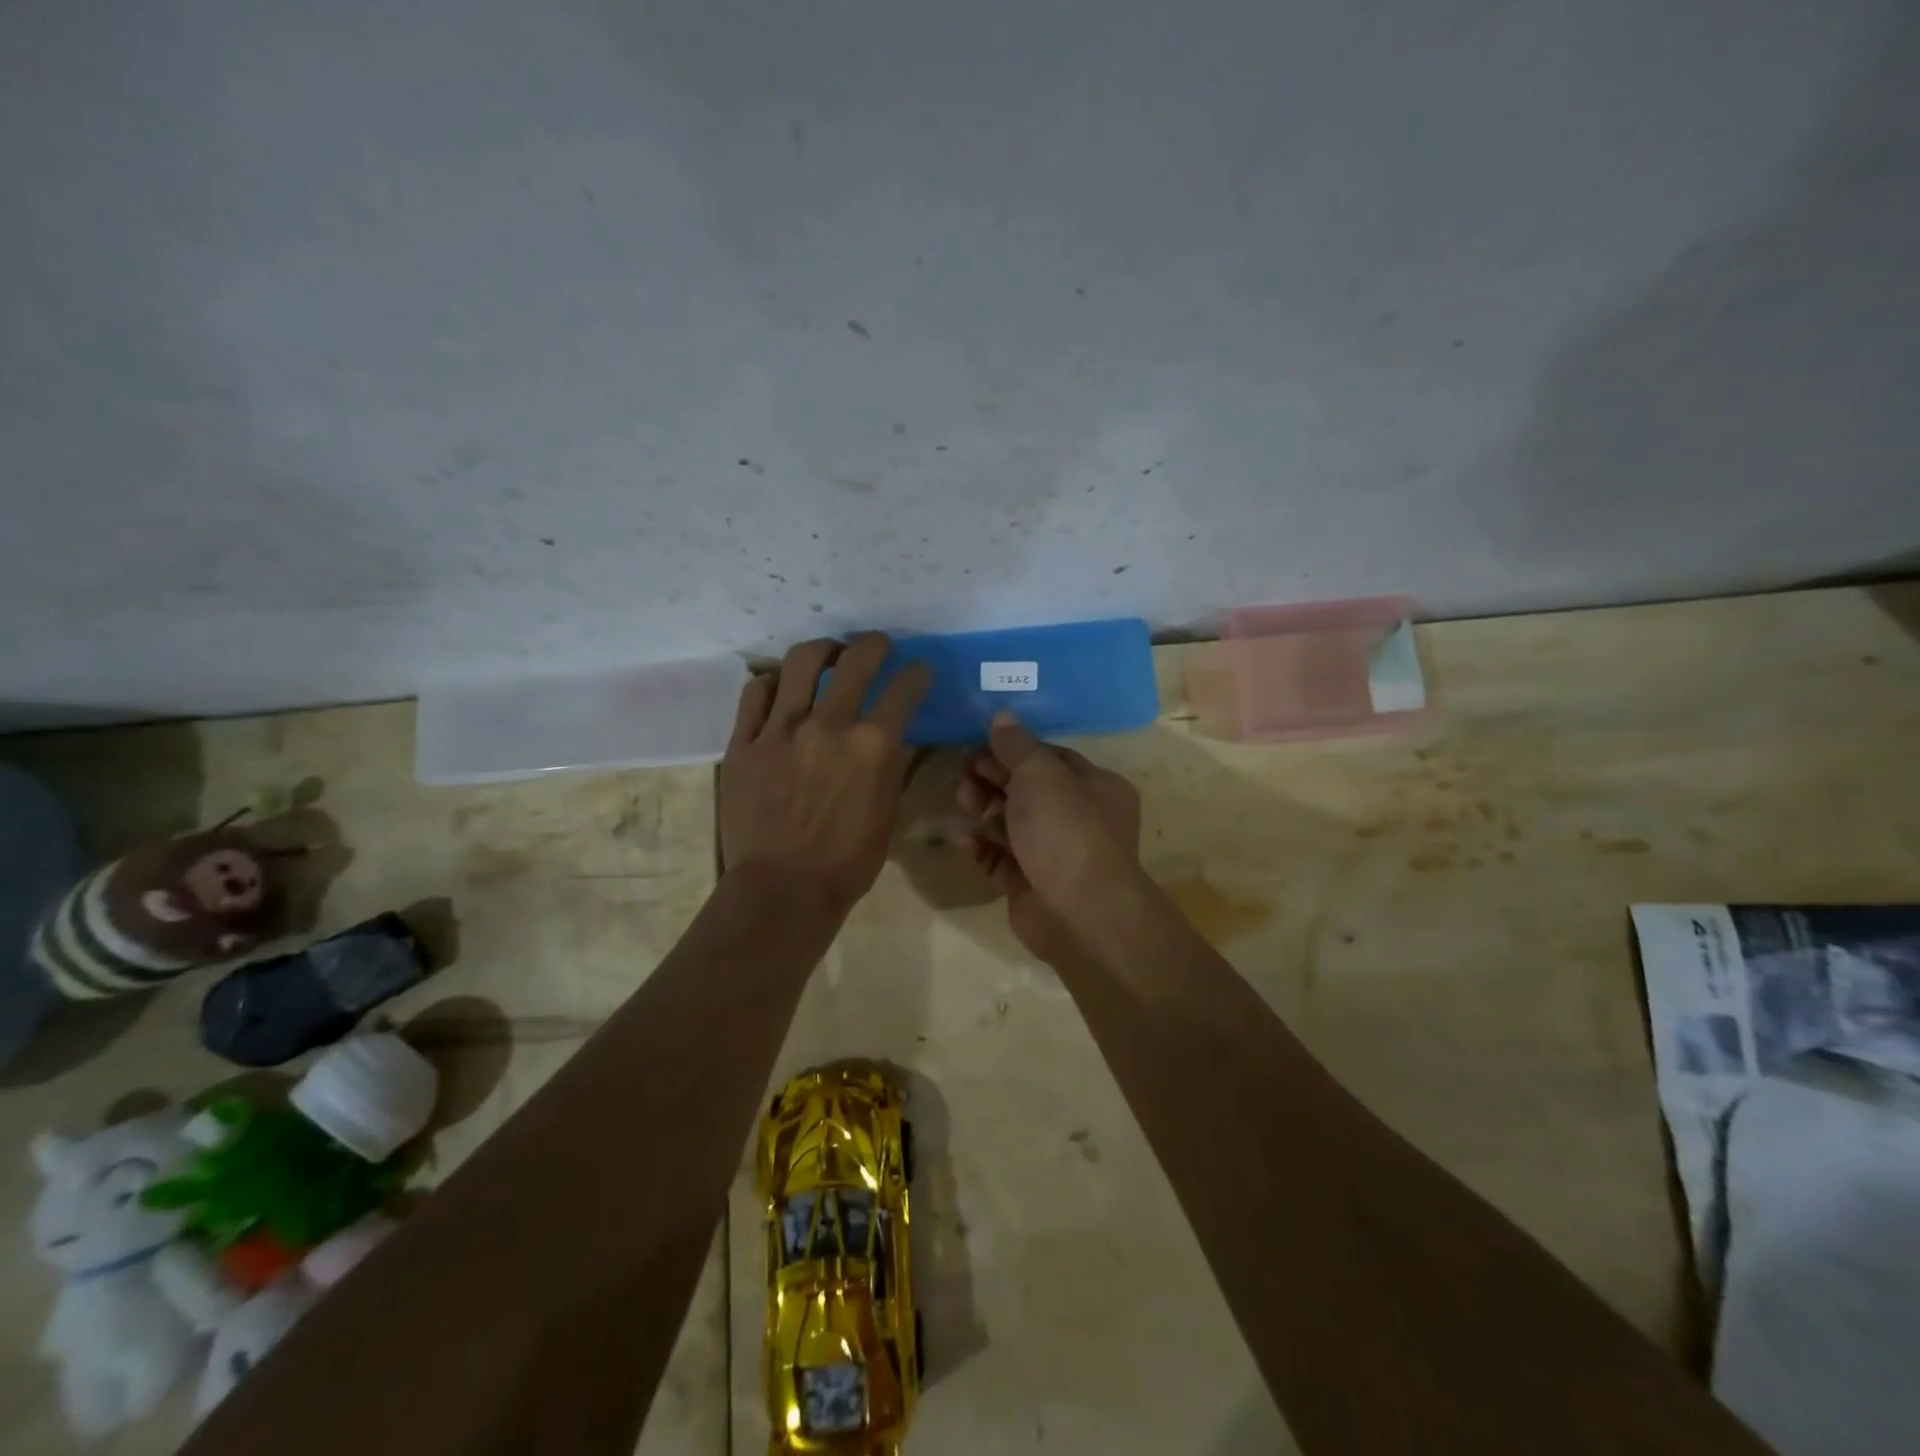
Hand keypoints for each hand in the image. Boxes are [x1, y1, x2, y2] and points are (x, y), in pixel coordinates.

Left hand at [721, 634, 929, 914]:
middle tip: (877, 646)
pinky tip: (782, 688)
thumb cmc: (847, 861)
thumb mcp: (888, 813)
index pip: (904, 688)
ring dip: (822, 650)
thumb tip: (901, 736)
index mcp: (872, 745)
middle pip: (856, 659)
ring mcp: (781, 729)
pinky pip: (757, 692)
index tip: (918, 671)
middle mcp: (829, 724)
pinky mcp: (745, 741)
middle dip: (875, 644)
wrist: (782, 889)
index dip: (917, 674)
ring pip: (801, 662)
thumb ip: (896, 766)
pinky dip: (773, 682)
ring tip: (828, 656)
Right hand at [956, 712, 1141, 964]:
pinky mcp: (1031, 881)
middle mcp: (1080, 817)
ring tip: (961, 803)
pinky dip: (982, 847)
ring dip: (983, 810)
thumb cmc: (1066, 830)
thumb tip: (1002, 716)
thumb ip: (1017, 745)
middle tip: (962, 774)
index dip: (1013, 750)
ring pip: (1012, 822)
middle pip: (1027, 789)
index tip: (978, 745)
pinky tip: (964, 842)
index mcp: (1096, 786)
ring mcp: (1055, 852)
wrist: (1078, 913)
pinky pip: (1002, 857)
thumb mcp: (1040, 774)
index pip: (1050, 757)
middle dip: (993, 779)